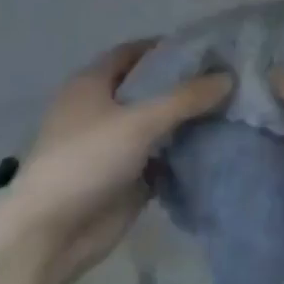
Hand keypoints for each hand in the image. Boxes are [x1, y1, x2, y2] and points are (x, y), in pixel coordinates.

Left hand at [0, 42, 229, 283]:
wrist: (49, 235)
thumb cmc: (86, 161)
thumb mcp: (138, 122)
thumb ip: (185, 99)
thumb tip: (228, 77)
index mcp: (92, 83)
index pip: (134, 52)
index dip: (166, 48)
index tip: (206, 49)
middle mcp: (102, 109)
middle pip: (149, 88)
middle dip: (184, 85)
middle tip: (229, 79)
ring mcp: (114, 146)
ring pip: (157, 124)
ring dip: (187, 121)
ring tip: (233, 109)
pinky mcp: (126, 178)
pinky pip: (161, 157)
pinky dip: (184, 153)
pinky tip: (218, 146)